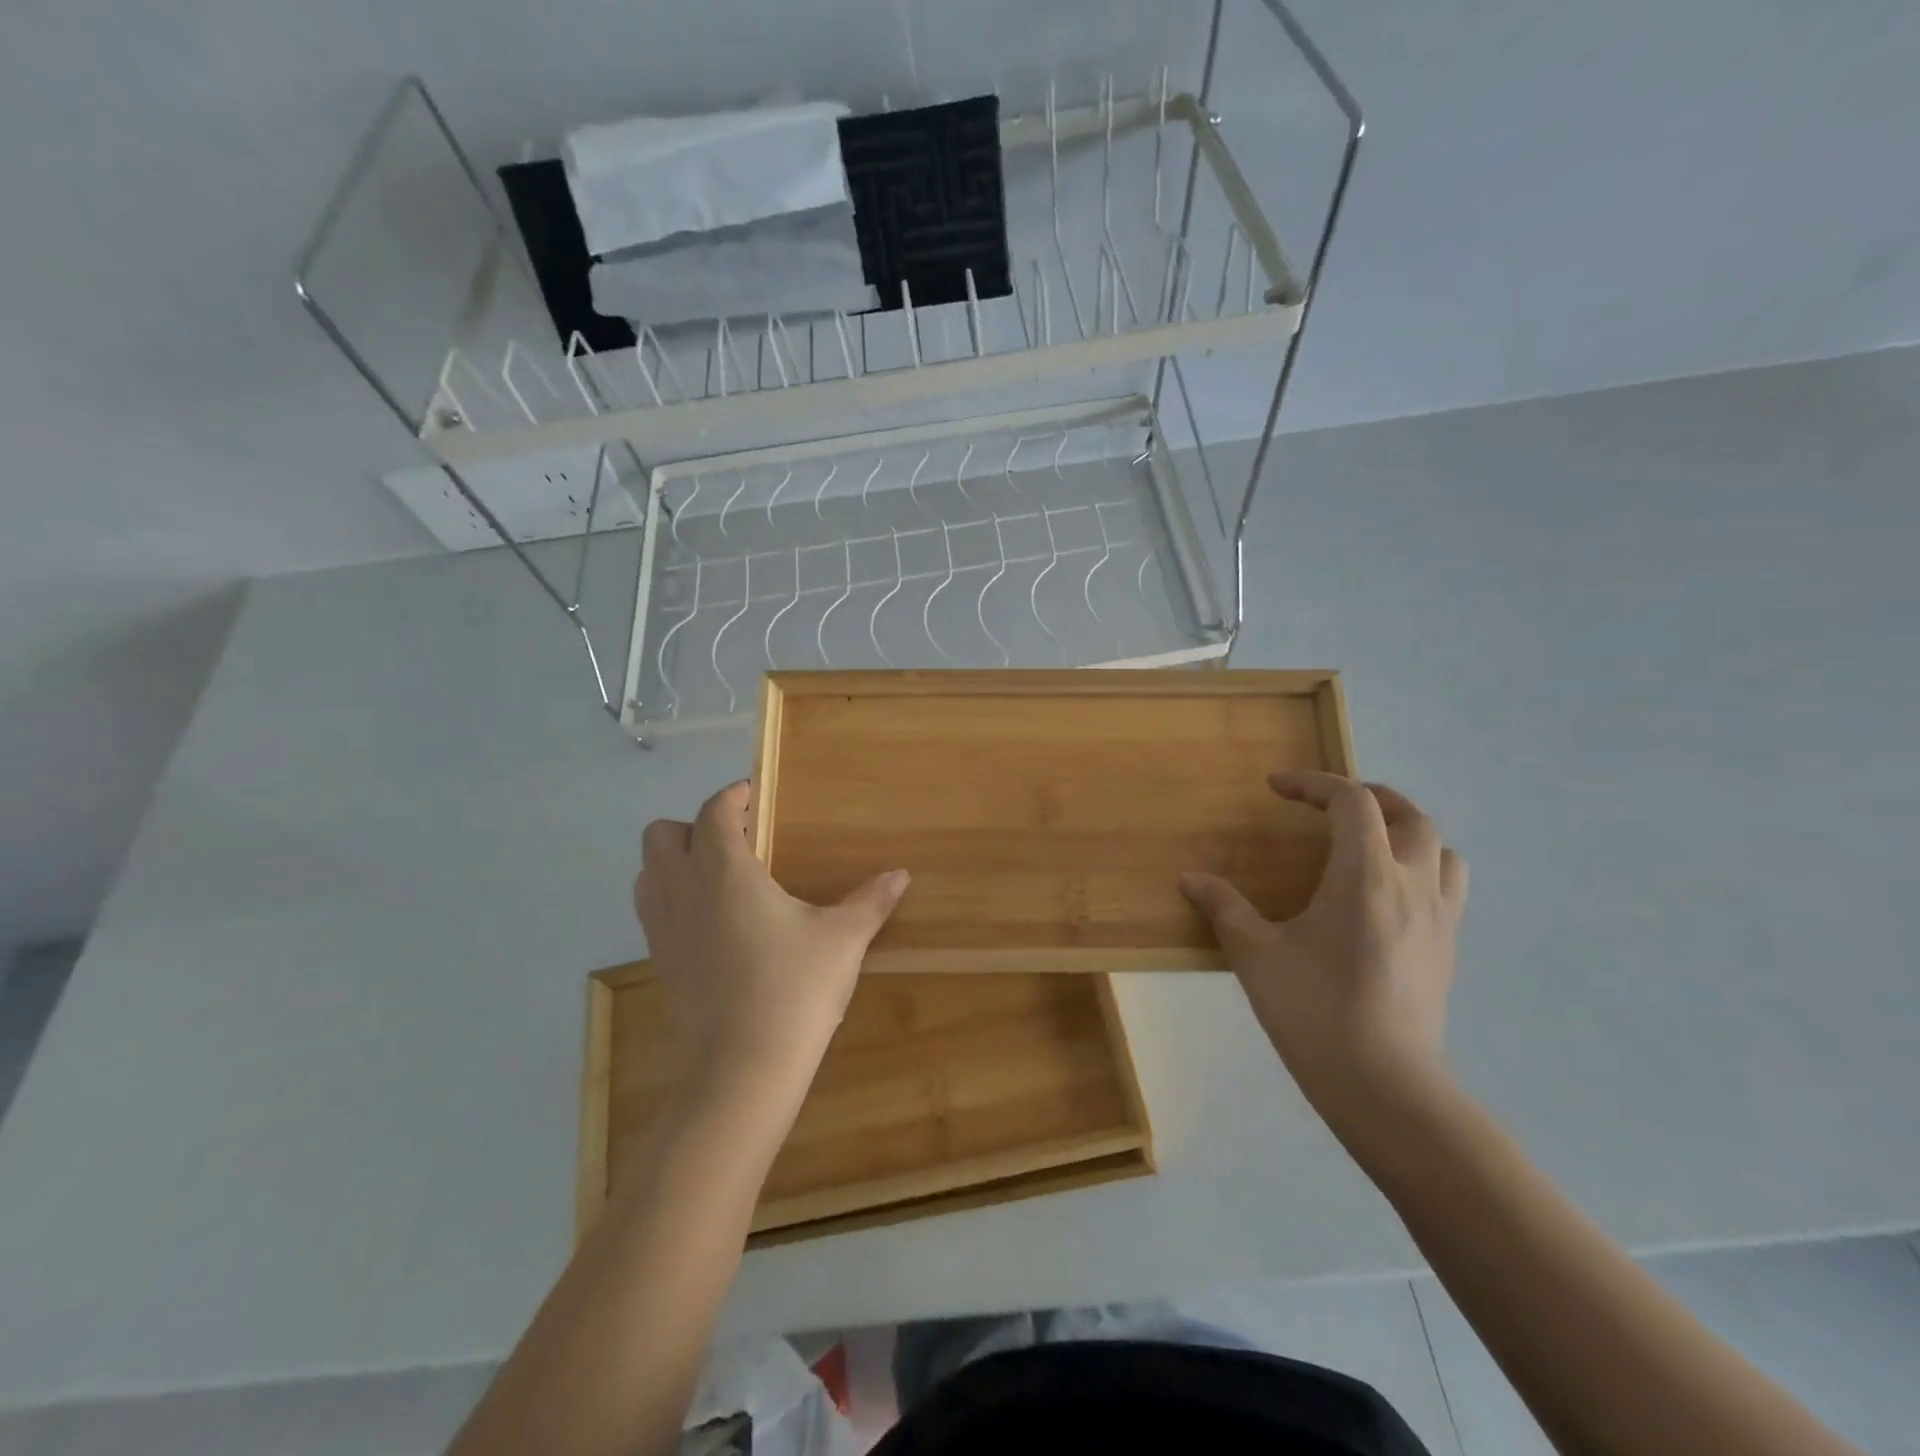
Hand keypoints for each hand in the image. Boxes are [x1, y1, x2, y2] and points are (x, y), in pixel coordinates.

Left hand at [634, 780, 909, 1098]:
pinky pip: (651, 909)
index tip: (753, 794)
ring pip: (647, 871)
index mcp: (724, 872)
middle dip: (693, 825)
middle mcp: (683, 891)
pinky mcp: (660, 962)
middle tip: (737, 840)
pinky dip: (670, 896)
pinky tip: (710, 919)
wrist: (743, 1070)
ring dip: (674, 860)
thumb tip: (901, 874)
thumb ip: (870, 901)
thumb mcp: (842, 939)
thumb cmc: (795, 990)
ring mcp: (664, 929)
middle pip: (661, 834)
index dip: (732, 796)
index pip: (714, 813)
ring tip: (719, 876)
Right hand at [1180, 772, 1466, 1121]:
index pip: (1352, 802)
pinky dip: (1421, 867)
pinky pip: (1447, 886)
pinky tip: (1387, 894)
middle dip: (1367, 796)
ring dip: (1406, 830)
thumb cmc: (1314, 1010)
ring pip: (1441, 849)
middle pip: (1408, 814)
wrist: (1383, 1085)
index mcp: (1365, 875)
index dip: (1314, 783)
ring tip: (1369, 840)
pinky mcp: (1447, 949)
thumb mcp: (1255, 954)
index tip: (1277, 787)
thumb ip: (1224, 908)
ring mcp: (1439, 918)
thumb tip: (1190, 879)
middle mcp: (1412, 885)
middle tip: (1327, 803)